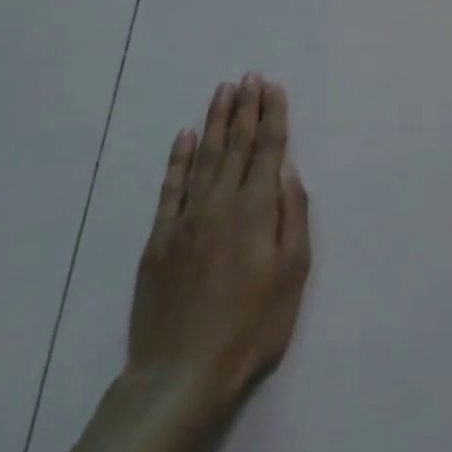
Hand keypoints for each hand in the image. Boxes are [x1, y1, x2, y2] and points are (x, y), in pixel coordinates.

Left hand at [127, 74, 310, 415]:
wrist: (181, 374)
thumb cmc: (252, 326)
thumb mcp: (292, 273)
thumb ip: (292, 216)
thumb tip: (287, 170)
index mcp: (255, 211)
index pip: (268, 150)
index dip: (272, 116)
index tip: (273, 87)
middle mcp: (219, 204)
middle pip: (236, 145)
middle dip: (245, 108)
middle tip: (249, 77)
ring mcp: (184, 220)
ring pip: (204, 158)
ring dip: (215, 122)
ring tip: (223, 91)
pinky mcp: (159, 239)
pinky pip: (170, 188)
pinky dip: (178, 159)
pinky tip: (185, 137)